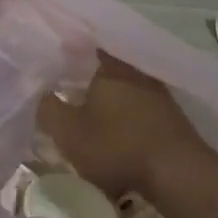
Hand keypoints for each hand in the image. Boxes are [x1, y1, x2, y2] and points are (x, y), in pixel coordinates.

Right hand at [36, 54, 215, 203]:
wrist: (176, 172)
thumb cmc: (116, 146)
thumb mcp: (68, 132)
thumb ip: (48, 109)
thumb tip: (40, 91)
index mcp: (110, 66)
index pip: (85, 45)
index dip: (68, 51)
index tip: (53, 60)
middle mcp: (136, 70)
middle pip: (105, 67)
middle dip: (85, 77)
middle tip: (65, 88)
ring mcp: (157, 91)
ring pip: (123, 87)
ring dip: (107, 98)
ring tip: (88, 112)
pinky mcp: (170, 114)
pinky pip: (139, 106)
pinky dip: (125, 114)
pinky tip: (115, 129)